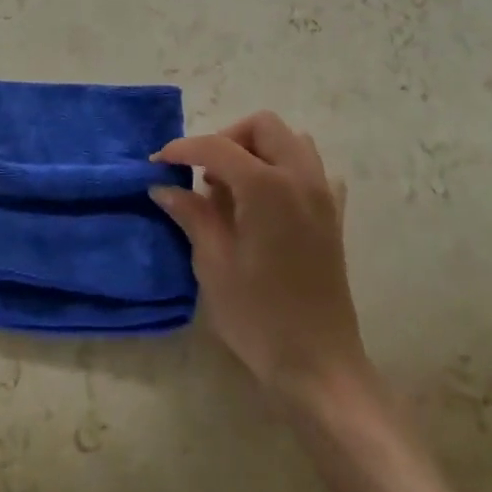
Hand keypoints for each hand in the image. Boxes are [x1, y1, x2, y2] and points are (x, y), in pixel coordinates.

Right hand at [154, 112, 369, 406]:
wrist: (318, 365)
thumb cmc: (259, 316)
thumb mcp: (213, 263)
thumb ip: (191, 214)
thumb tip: (163, 186)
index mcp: (267, 187)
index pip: (217, 147)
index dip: (183, 149)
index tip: (157, 163)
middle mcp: (300, 178)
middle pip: (263, 126)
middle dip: (227, 139)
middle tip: (202, 174)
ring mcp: (324, 195)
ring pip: (291, 142)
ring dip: (258, 150)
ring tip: (233, 187)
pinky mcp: (334, 216)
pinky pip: (312, 171)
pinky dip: (286, 172)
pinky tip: (267, 202)